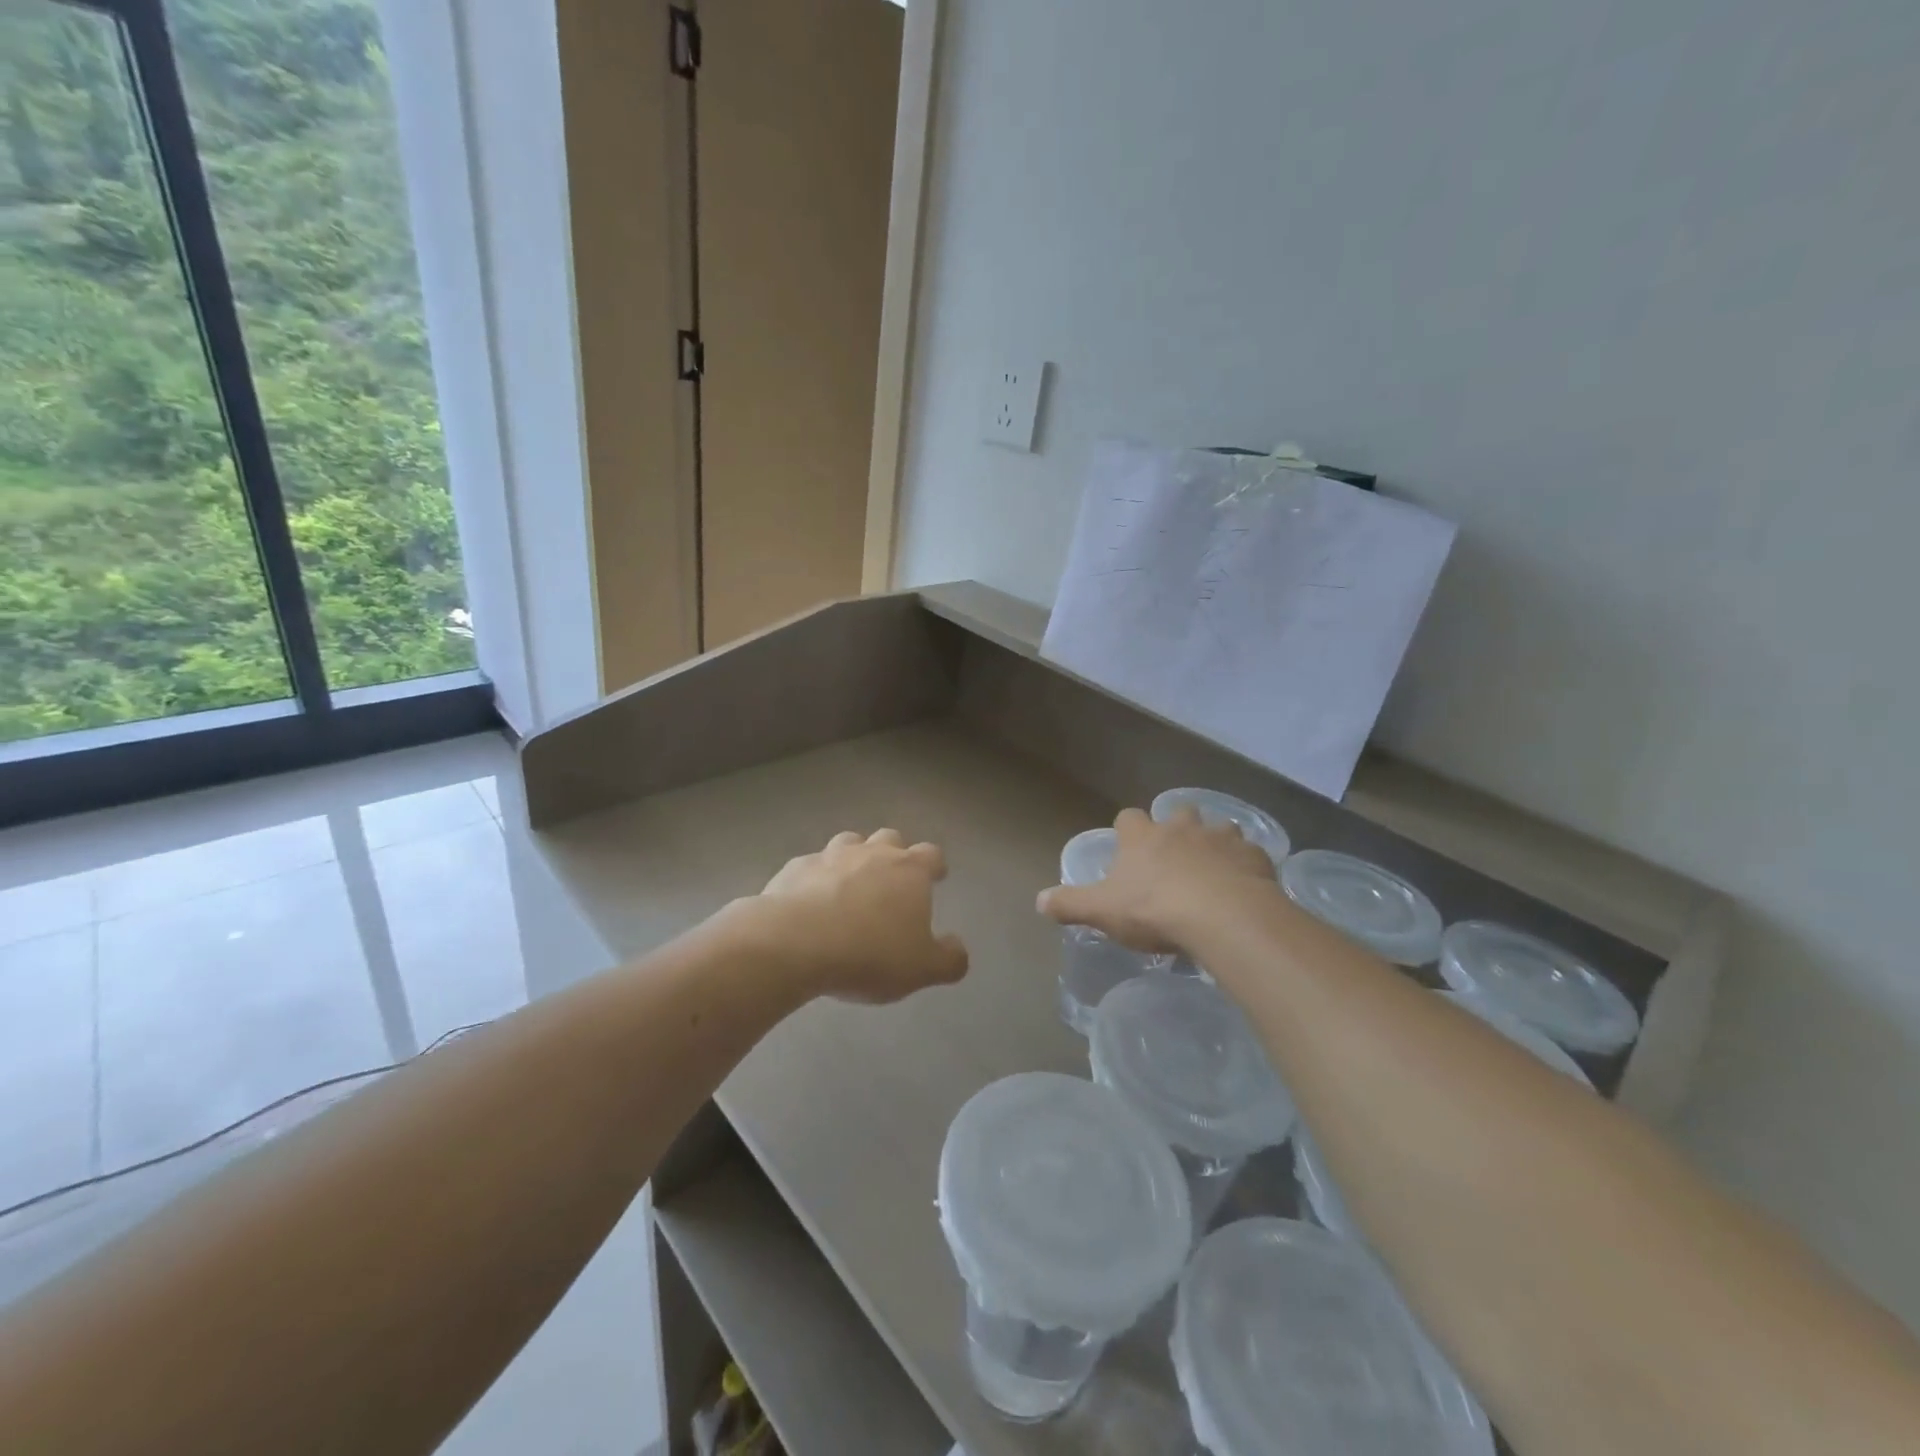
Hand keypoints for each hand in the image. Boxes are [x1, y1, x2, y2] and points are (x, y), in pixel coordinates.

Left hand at [747, 829, 968, 1003]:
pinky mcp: (794, 868)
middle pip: (889, 838)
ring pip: (848, 843)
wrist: (794, 943)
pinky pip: (811, 866)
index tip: (937, 876)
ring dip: (854, 859)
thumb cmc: (869, 953)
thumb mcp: (922, 968)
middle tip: (892, 880)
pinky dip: (816, 878)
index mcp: (909, 870)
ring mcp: (830, 856)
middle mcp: (872, 853)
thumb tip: (958, 949)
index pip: (931, 854)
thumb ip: (949, 959)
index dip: (935, 865)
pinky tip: (810, 902)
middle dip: (894, 854)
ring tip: (851, 885)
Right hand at [1037, 806, 1276, 954]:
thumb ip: (1070, 904)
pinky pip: (1249, 854)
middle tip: (1175, 857)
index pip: (1129, 818)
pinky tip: (1244, 887)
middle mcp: (1181, 828)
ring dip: (1215, 843)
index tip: (1129, 847)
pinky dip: (1245, 865)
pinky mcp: (1254, 856)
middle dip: (1177, 828)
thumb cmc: (1154, 909)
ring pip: (1218, 829)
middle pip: (1178, 814)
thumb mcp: (1102, 911)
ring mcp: (1221, 838)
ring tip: (1214, 871)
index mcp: (1142, 837)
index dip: (1128, 830)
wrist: (1222, 916)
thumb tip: (1039, 900)